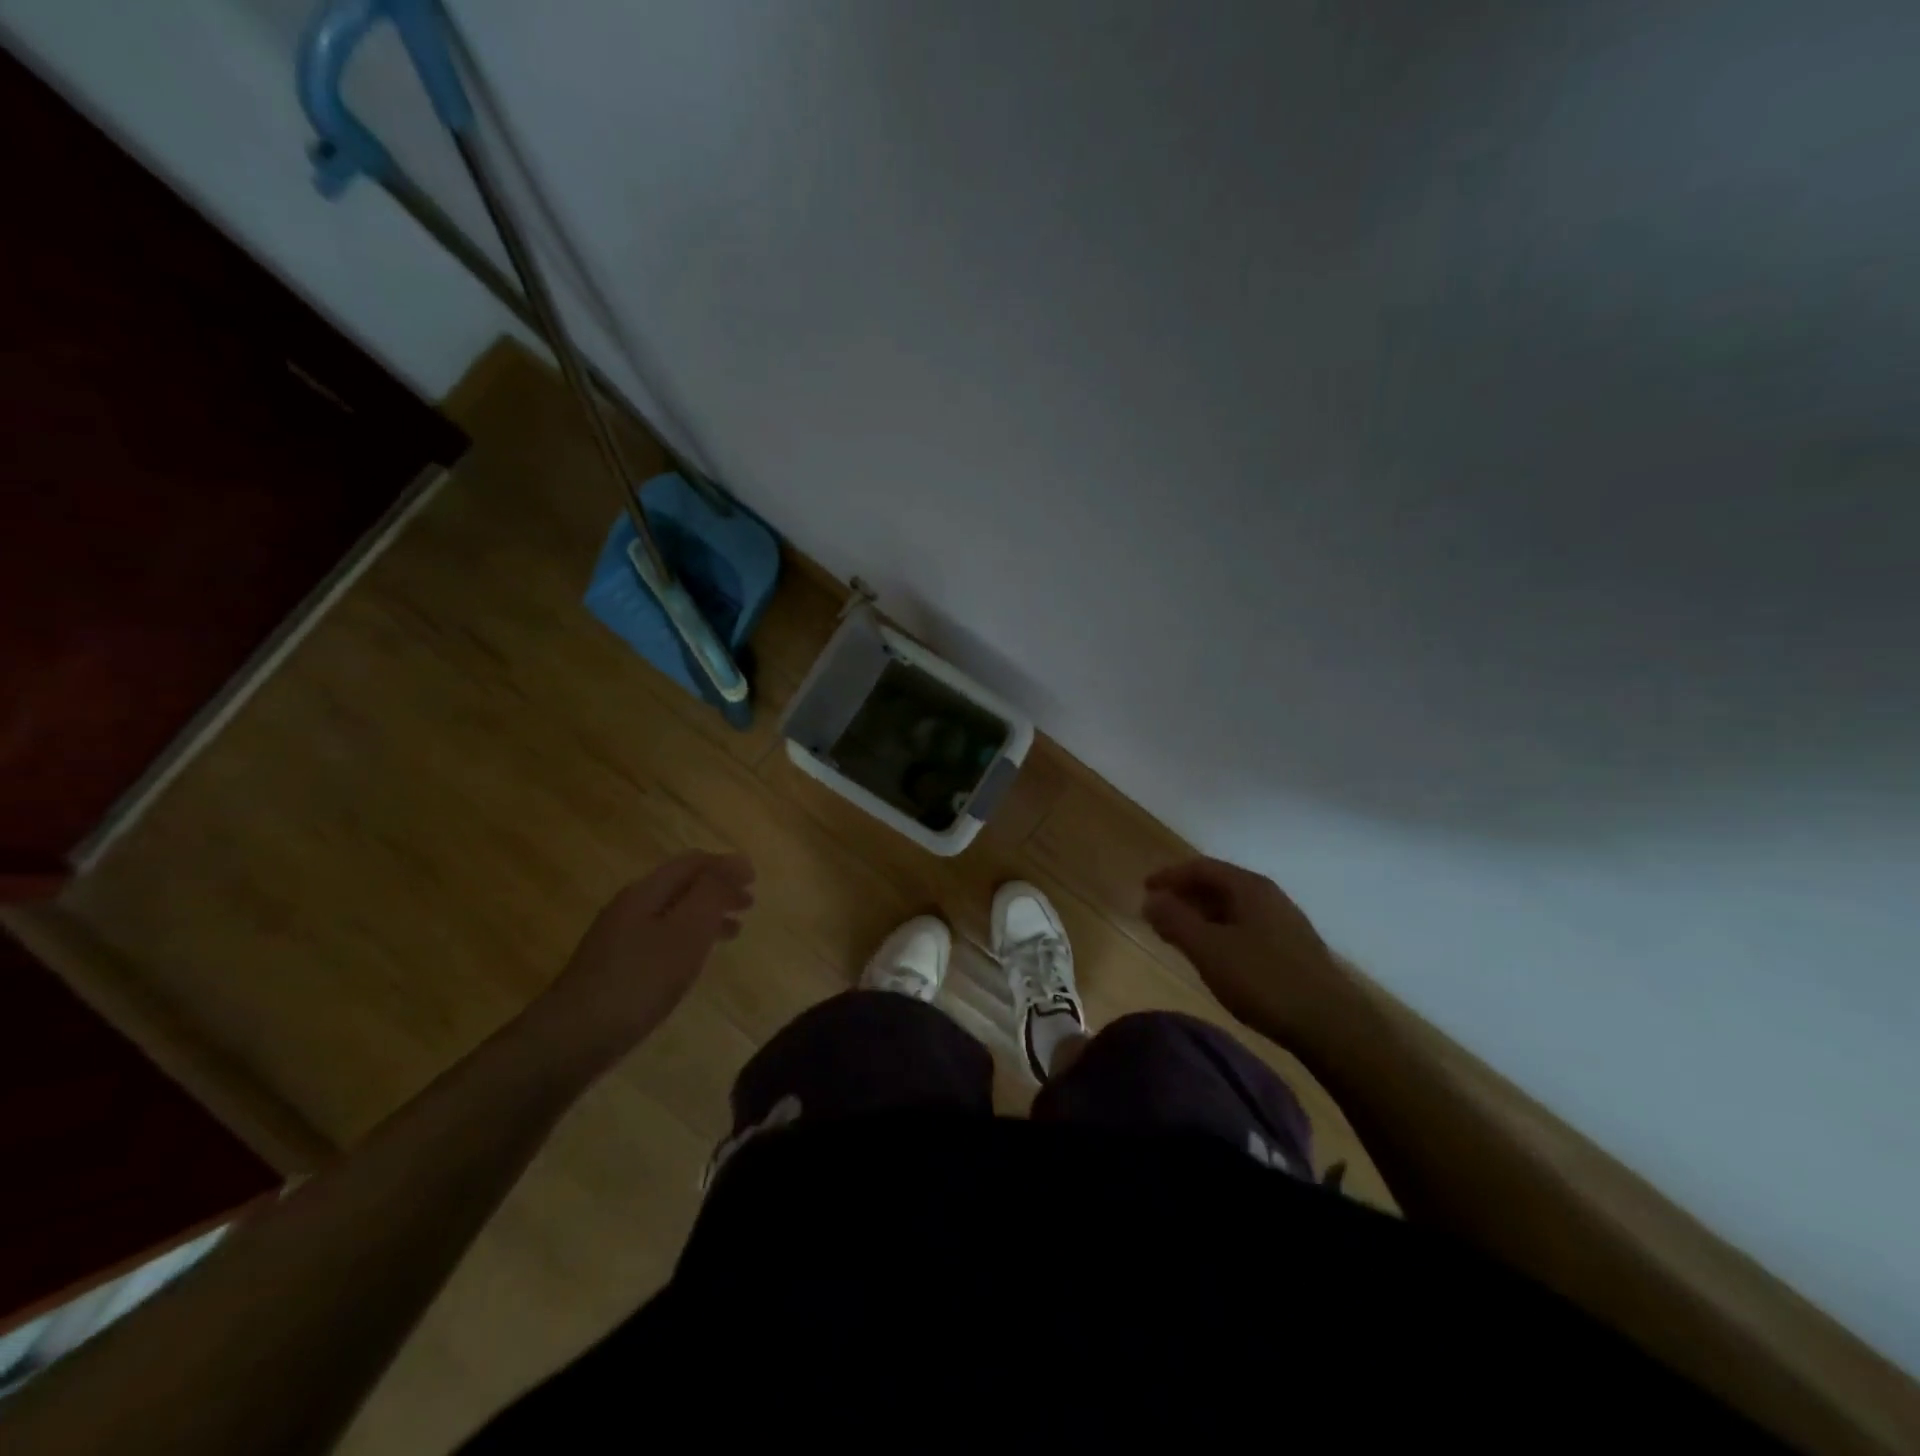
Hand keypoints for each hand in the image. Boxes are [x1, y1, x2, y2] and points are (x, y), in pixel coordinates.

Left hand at [538, 852, 755, 1066]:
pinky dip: (687, 939)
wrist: (573, 1038)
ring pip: (671, 913)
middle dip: (717, 889)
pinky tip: (692, 961)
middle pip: (680, 885)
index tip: (755, 880)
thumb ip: (712, 892)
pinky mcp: (613, 967)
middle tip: (749, 904)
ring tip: (733, 932)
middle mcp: (630, 907)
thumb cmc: (640, 980)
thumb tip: (737, 860)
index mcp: (647, 891)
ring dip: (705, 915)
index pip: (692, 862)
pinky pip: (660, 938)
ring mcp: (617, 938)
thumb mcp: (687, 930)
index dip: (726, 866)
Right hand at [1142, 857, 1353, 1046]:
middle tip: (1157, 914)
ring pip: (1232, 908)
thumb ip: (1175, 920)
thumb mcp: (1208, 949)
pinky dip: (1220, 932)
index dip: (1169, 876)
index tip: (1144, 889)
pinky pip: (1245, 927)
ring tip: (1179, 936)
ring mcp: (1284, 922)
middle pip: (1218, 885)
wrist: (1331, 1025)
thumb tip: (1150, 899)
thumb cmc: (1263, 980)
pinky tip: (1214, 956)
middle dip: (1184, 896)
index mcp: (1249, 887)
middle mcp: (1269, 896)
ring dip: (1201, 916)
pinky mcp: (1292, 948)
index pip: (1201, 867)